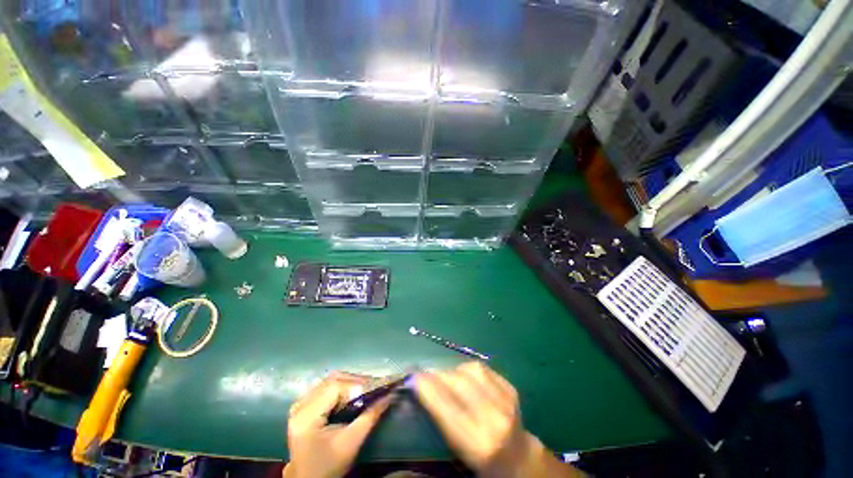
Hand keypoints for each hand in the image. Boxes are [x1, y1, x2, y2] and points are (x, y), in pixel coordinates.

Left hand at [284, 372, 390, 477]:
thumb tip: (390, 395)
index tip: (377, 387)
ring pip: (329, 381)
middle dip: (355, 381)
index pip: (335, 387)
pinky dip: (340, 387)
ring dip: (349, 382)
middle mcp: (300, 406)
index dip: (357, 384)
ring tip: (365, 389)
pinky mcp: (303, 407)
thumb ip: (370, 416)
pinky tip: (350, 394)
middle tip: (374, 386)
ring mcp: (299, 405)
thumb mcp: (352, 442)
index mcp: (307, 416)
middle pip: (332, 381)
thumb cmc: (329, 466)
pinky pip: (324, 387)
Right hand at [415, 362, 583, 477]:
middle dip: (437, 374)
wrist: (520, 459)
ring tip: (444, 376)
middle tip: (424, 374)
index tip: (412, 377)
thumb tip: (418, 389)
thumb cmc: (483, 462)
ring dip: (453, 369)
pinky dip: (468, 367)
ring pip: (471, 369)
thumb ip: (440, 420)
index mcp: (478, 443)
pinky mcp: (511, 388)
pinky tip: (463, 375)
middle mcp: (494, 419)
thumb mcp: (459, 451)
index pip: (446, 407)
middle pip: (458, 382)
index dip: (427, 388)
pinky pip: (483, 367)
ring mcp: (506, 400)